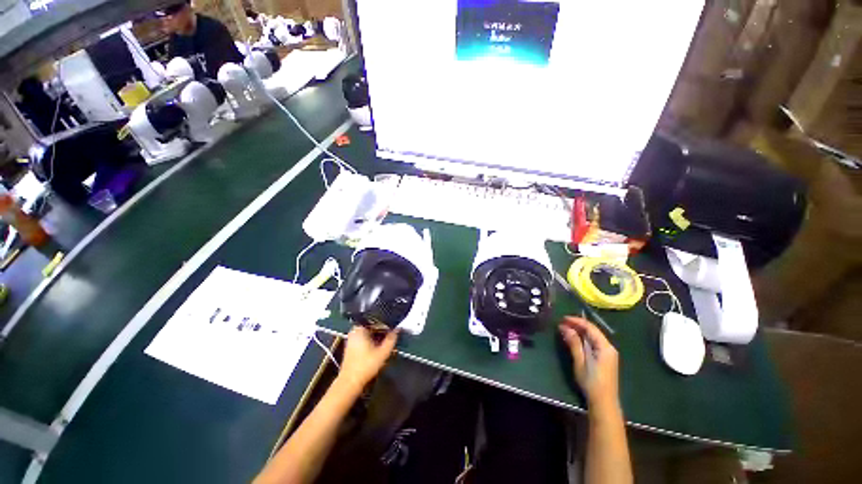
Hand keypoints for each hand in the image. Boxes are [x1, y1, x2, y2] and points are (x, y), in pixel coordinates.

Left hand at [337, 326, 398, 391]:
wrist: (349, 383)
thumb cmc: (365, 366)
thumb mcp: (383, 352)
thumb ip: (391, 339)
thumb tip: (398, 329)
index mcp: (360, 328)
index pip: (376, 319)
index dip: (386, 321)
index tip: (394, 324)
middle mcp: (354, 330)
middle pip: (372, 325)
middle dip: (382, 328)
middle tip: (393, 331)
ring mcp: (352, 338)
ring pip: (369, 332)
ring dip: (378, 334)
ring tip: (388, 337)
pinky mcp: (352, 346)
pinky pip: (365, 337)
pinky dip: (372, 339)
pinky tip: (379, 345)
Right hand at [559, 316, 619, 413]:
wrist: (603, 402)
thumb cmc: (591, 381)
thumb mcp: (580, 361)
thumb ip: (574, 343)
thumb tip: (564, 327)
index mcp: (605, 347)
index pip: (590, 327)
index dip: (576, 321)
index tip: (562, 318)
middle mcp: (608, 347)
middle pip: (592, 331)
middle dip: (577, 325)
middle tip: (562, 323)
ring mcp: (608, 353)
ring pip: (593, 336)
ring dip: (579, 331)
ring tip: (565, 329)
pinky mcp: (605, 358)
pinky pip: (593, 343)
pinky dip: (583, 339)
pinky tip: (574, 339)